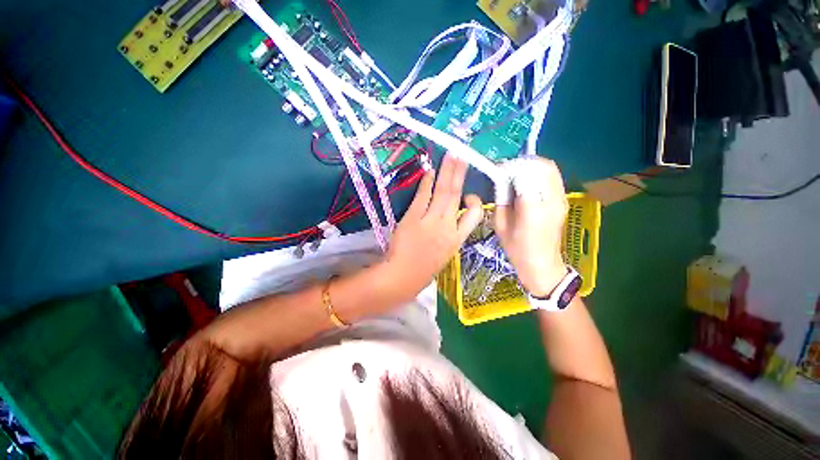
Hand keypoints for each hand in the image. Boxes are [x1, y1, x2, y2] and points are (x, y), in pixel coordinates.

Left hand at [382, 154, 482, 302]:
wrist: (403, 277)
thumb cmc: (424, 269)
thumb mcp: (444, 254)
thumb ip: (449, 235)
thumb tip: (450, 218)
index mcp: (457, 240)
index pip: (475, 216)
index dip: (475, 202)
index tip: (470, 195)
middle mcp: (447, 227)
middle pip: (456, 196)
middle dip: (460, 174)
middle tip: (463, 155)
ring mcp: (430, 222)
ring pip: (443, 193)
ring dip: (447, 172)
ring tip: (451, 156)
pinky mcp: (413, 218)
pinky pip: (423, 197)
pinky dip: (427, 184)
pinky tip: (430, 172)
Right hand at [495, 158, 567, 297]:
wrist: (542, 265)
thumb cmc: (516, 249)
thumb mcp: (500, 225)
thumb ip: (500, 200)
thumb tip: (501, 180)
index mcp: (532, 210)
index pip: (525, 176)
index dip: (511, 168)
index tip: (499, 171)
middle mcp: (552, 201)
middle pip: (542, 167)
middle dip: (522, 163)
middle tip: (507, 170)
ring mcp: (561, 200)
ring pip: (550, 168)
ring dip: (531, 166)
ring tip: (515, 174)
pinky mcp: (564, 201)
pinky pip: (552, 177)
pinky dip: (538, 173)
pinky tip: (526, 182)